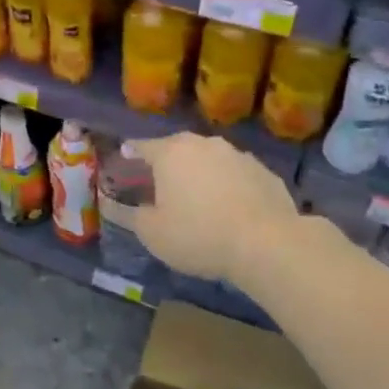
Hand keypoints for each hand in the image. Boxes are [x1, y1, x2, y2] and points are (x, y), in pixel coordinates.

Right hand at [103, 133, 299, 283]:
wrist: (267, 244)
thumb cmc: (198, 235)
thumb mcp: (152, 233)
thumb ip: (131, 215)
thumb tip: (122, 205)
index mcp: (171, 153)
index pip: (142, 146)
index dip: (131, 155)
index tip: (124, 161)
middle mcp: (205, 144)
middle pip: (178, 148)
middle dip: (167, 163)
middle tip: (160, 183)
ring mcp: (239, 155)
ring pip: (210, 159)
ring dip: (200, 173)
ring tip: (197, 197)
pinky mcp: (265, 172)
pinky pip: (236, 175)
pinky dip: (228, 186)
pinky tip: (229, 208)